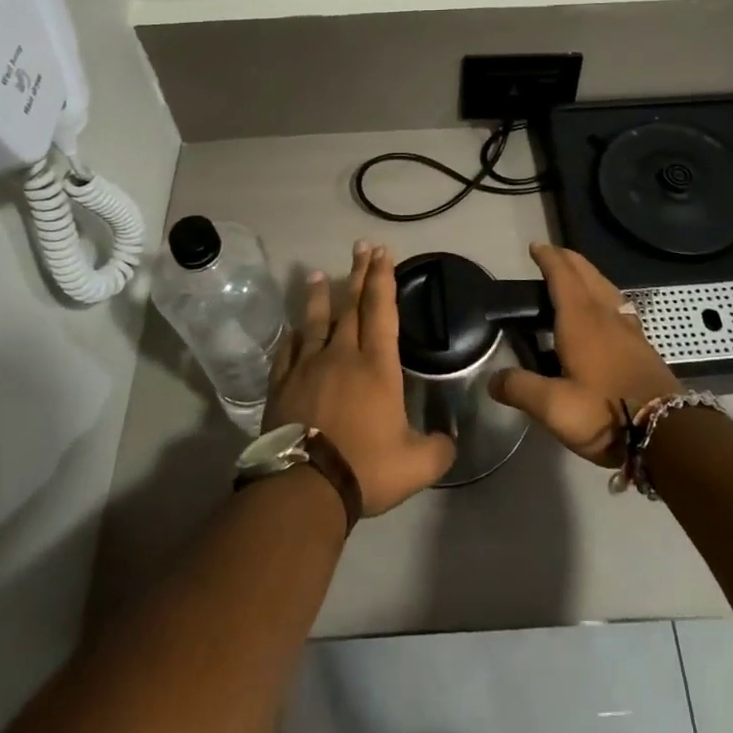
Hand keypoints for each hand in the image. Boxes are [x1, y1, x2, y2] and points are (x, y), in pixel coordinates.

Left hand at [264, 242, 456, 515]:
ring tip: (317, 273)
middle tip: (361, 246)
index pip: (382, 310)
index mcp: (377, 366)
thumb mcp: (417, 465)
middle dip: (359, 274)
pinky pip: (288, 352)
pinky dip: (293, 337)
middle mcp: (343, 356)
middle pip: (351, 305)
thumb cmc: (365, 467)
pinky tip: (292, 329)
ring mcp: (308, 367)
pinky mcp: (282, 385)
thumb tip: (450, 440)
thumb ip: (439, 449)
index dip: (383, 278)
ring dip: (319, 296)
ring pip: (316, 322)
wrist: (305, 487)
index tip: (383, 252)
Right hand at [490, 243, 681, 466]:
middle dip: (568, 259)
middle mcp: (605, 315)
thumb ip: (520, 389)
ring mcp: (628, 329)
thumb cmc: (605, 412)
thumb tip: (492, 379)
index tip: (535, 247)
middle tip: (551, 255)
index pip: (562, 276)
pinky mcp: (642, 346)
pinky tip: (607, 311)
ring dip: (589, 274)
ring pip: (606, 287)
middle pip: (587, 274)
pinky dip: (605, 294)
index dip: (548, 258)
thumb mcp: (554, 407)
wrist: (668, 433)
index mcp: (581, 320)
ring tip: (576, 276)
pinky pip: (619, 305)